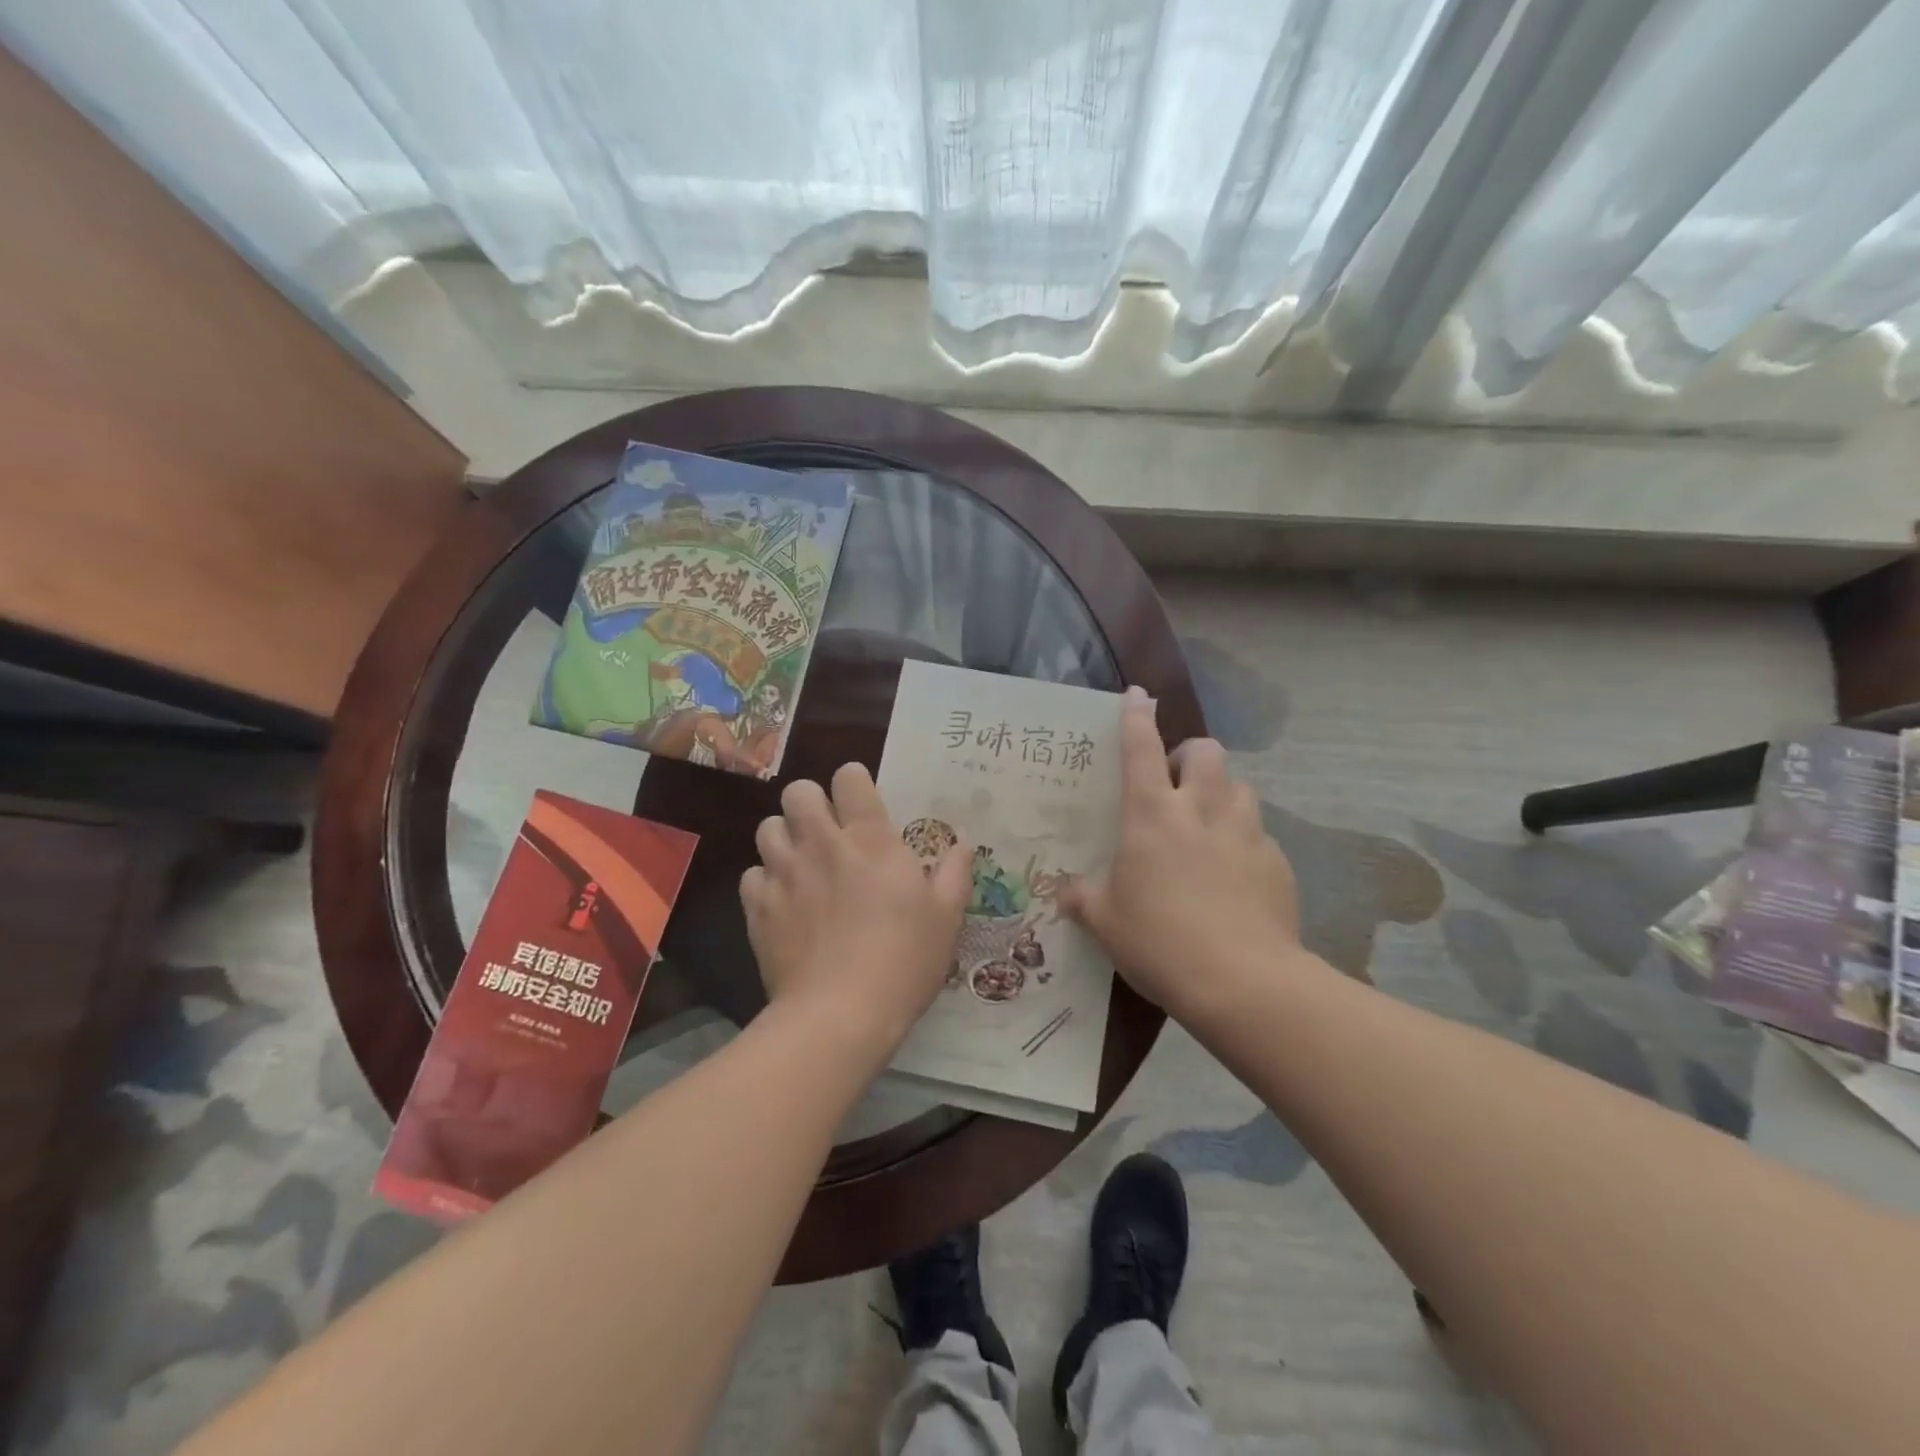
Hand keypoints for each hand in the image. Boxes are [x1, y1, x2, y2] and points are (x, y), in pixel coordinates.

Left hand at [741, 763, 972, 1054]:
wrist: (840, 1014)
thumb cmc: (903, 960)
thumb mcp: (946, 918)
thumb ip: (954, 873)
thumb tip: (963, 843)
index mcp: (870, 839)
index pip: (849, 778)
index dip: (853, 781)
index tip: (861, 801)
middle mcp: (821, 844)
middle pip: (797, 792)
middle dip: (810, 802)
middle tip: (826, 830)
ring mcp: (784, 874)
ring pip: (767, 828)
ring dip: (784, 837)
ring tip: (801, 862)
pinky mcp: (758, 908)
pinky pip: (752, 876)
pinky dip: (765, 882)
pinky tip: (782, 902)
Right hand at [1058, 689, 1300, 1024]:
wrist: (1242, 982)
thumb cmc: (1160, 942)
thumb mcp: (1107, 923)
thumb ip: (1083, 899)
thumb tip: (1064, 892)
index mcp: (1152, 815)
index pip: (1141, 748)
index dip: (1136, 716)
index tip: (1137, 695)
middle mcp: (1201, 810)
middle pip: (1205, 751)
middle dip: (1191, 753)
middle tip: (1178, 782)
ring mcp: (1245, 832)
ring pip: (1239, 786)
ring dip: (1221, 793)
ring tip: (1209, 823)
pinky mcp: (1277, 861)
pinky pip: (1259, 834)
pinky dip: (1244, 841)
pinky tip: (1236, 875)